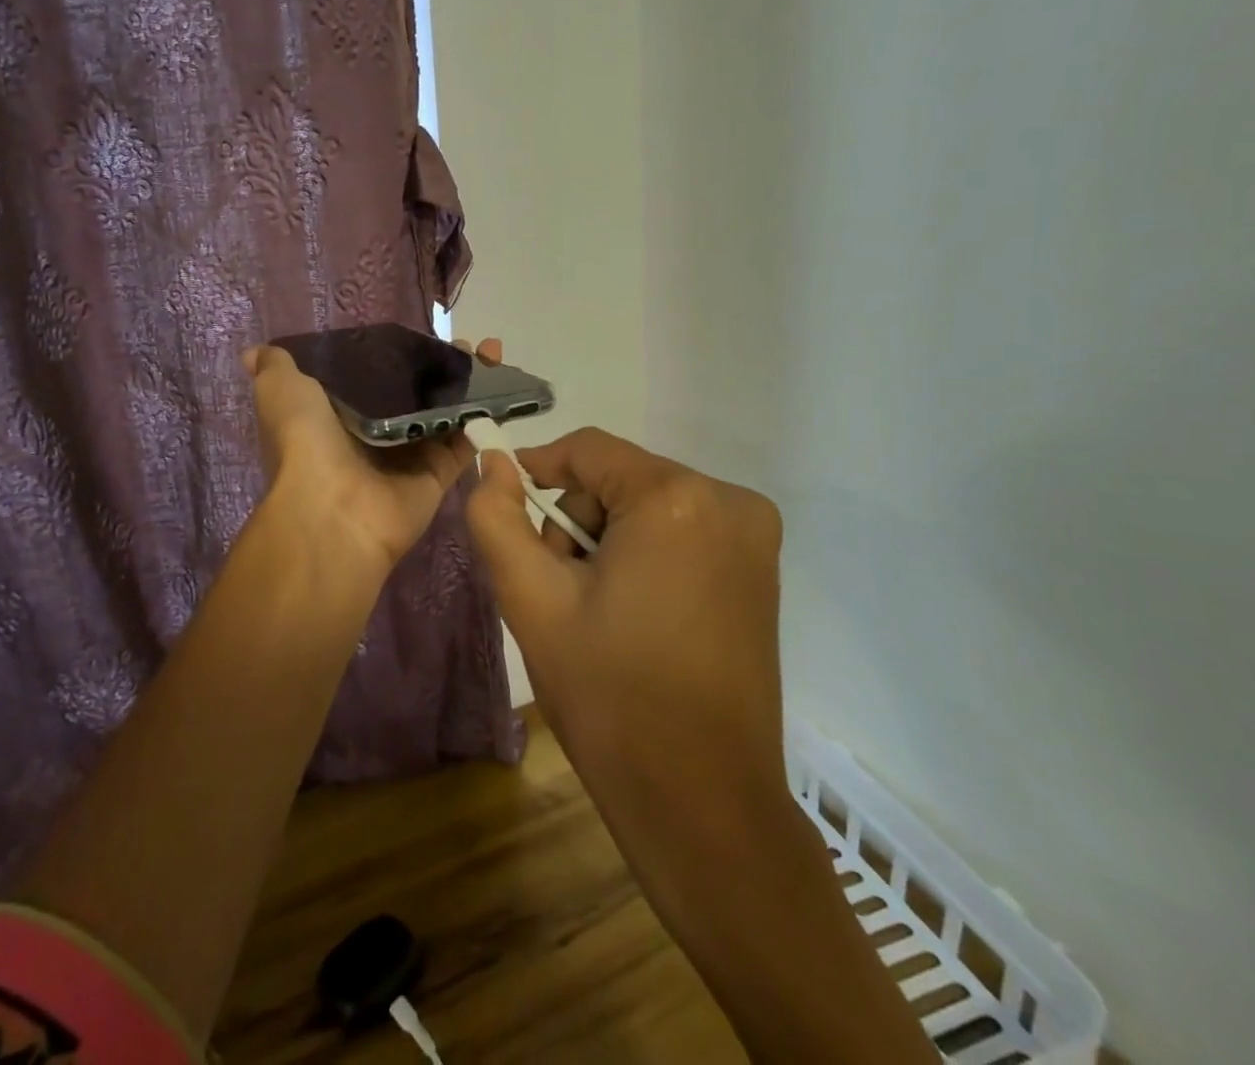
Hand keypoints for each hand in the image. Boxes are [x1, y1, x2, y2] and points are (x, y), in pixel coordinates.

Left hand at [243, 336, 502, 572]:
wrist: (333, 509)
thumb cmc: (306, 442)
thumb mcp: (280, 392)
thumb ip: (275, 368)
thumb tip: (255, 351)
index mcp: (338, 414)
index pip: (372, 376)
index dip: (396, 353)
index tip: (421, 333)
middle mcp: (374, 434)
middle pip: (415, 393)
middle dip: (442, 367)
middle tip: (468, 343)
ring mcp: (408, 457)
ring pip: (446, 414)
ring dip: (470, 386)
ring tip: (492, 354)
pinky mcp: (436, 477)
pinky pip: (464, 445)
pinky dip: (482, 420)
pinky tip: (503, 388)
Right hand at [469, 432, 945, 1064]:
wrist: (703, 804)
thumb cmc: (610, 696)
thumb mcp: (532, 600)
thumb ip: (496, 518)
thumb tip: (493, 464)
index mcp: (674, 499)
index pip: (588, 449)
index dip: (537, 469)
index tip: (507, 510)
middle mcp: (727, 500)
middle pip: (619, 477)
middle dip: (577, 520)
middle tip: (557, 587)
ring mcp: (754, 535)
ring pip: (648, 504)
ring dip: (608, 539)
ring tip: (594, 609)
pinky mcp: (761, 568)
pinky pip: (682, 530)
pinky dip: (645, 553)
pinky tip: (633, 611)